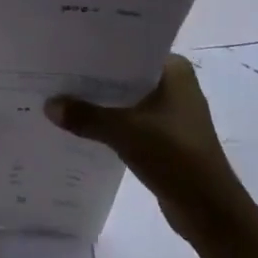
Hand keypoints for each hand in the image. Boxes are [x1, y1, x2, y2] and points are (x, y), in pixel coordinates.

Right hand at [45, 55, 255, 247]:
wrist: (208, 209)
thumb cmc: (174, 156)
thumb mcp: (125, 132)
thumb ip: (86, 116)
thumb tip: (48, 105)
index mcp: (174, 70)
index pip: (130, 48)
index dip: (98, 49)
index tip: (65, 48)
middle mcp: (174, 85)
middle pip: (125, 75)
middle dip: (93, 77)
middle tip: (54, 72)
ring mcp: (170, 112)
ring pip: (126, 100)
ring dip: (100, 102)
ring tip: (60, 96)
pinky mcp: (164, 137)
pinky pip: (129, 121)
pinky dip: (108, 123)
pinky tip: (80, 125)